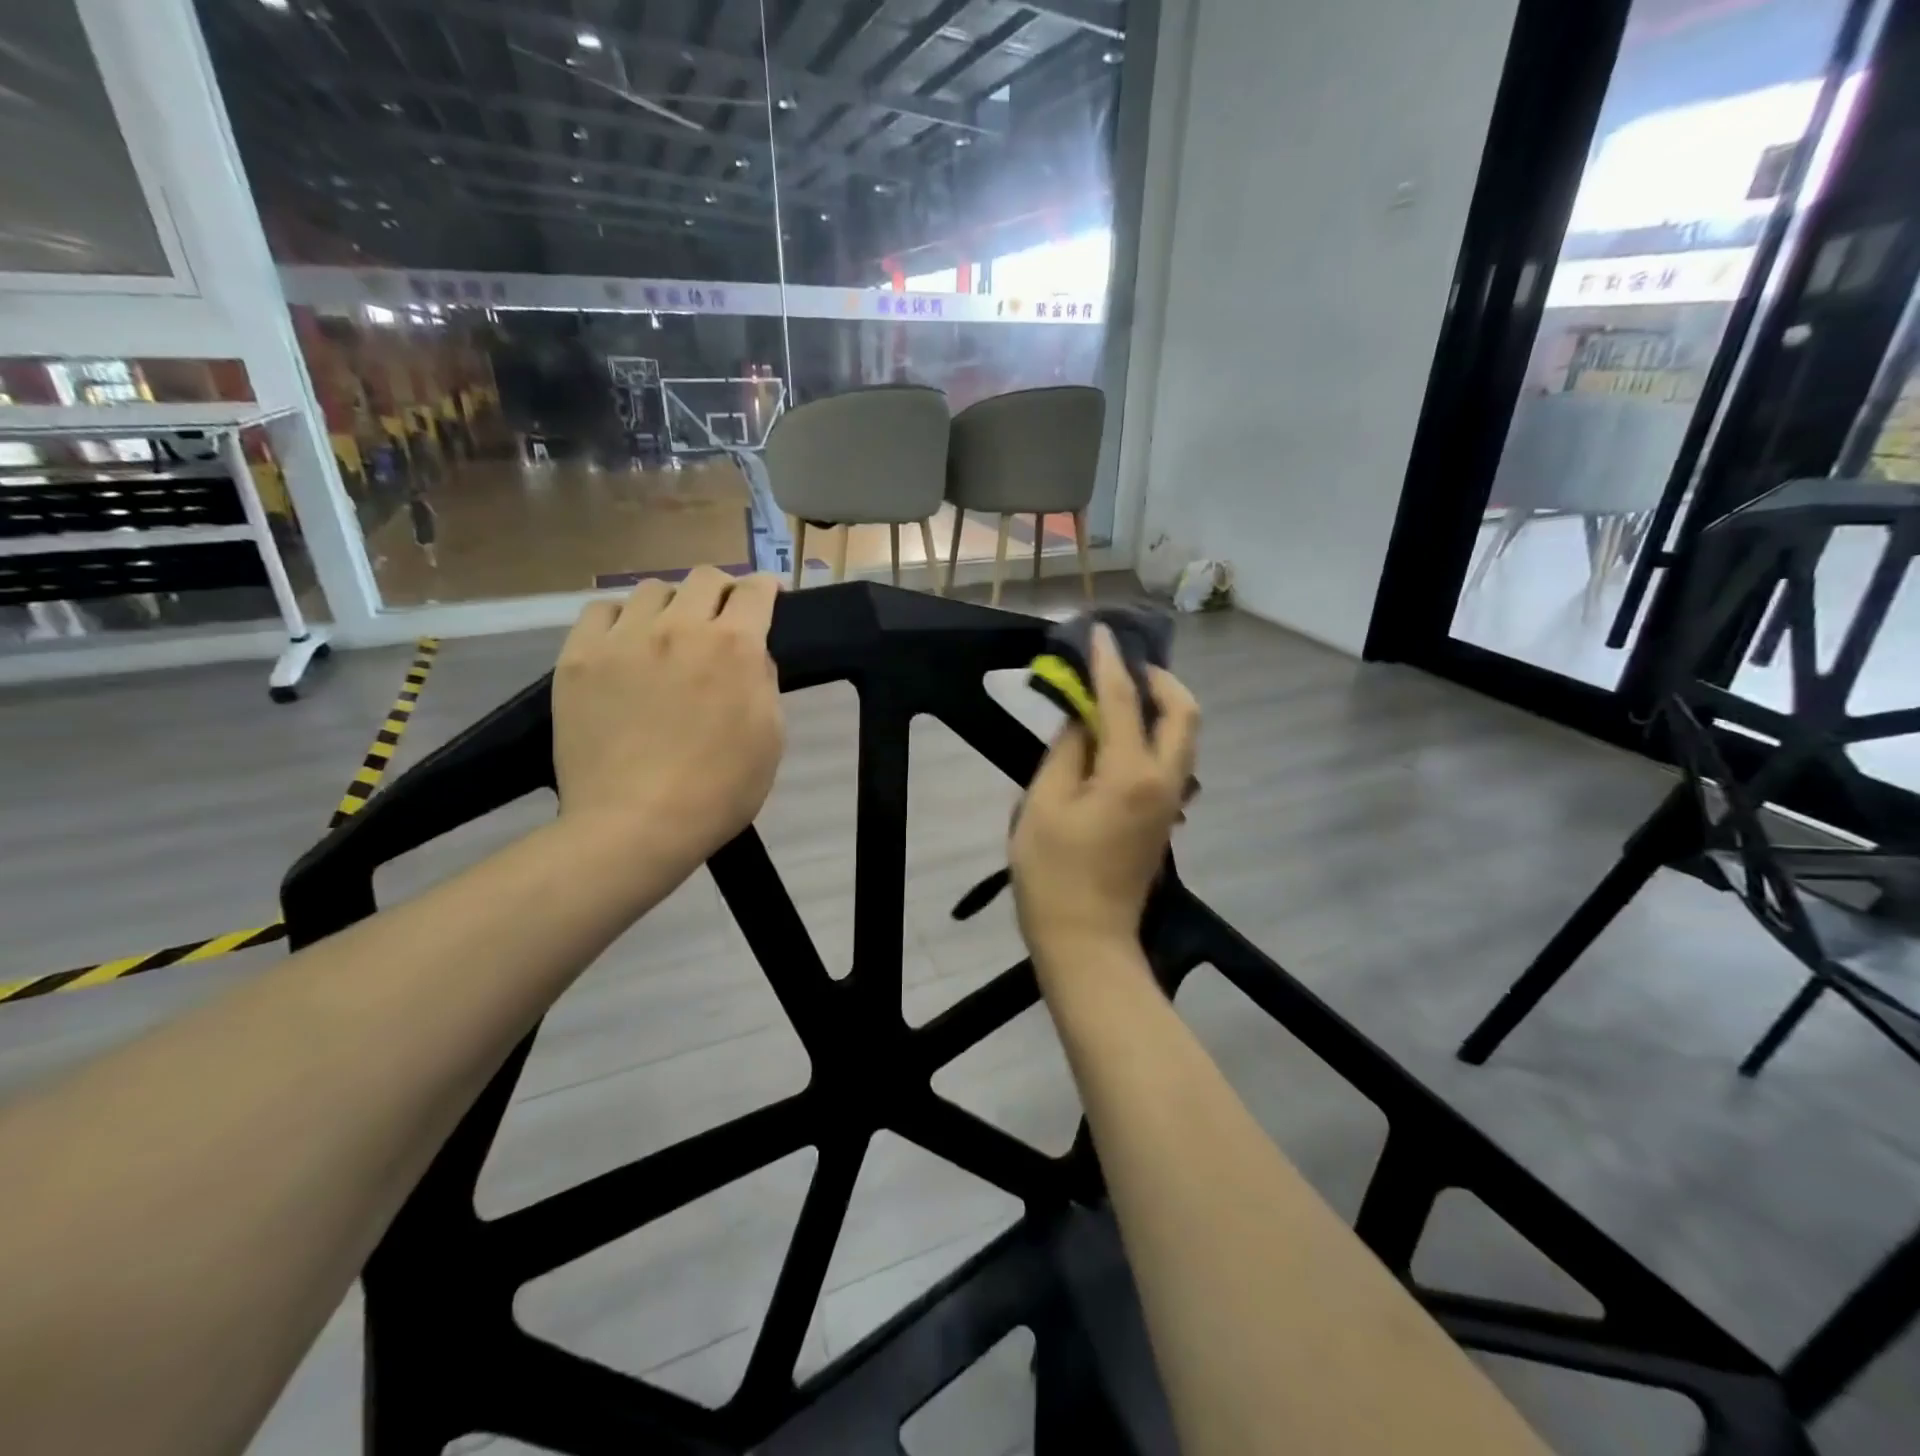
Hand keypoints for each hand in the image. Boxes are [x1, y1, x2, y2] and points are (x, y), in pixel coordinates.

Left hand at [554, 567, 784, 863]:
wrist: (637, 825)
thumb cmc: (719, 790)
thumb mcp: (771, 738)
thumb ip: (764, 682)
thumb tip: (751, 655)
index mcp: (734, 647)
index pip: (755, 591)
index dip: (765, 588)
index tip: (766, 597)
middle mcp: (680, 628)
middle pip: (705, 577)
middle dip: (722, 590)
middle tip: (721, 617)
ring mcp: (624, 639)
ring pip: (652, 589)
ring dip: (671, 604)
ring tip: (668, 634)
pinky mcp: (579, 657)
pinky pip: (601, 611)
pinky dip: (621, 619)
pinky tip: (625, 644)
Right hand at [1010, 626, 1198, 968]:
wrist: (1086, 940)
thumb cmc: (1052, 873)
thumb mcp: (1042, 803)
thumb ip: (1066, 750)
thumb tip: (1083, 718)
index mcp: (1130, 774)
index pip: (1124, 701)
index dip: (1109, 663)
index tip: (1100, 633)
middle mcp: (1163, 782)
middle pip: (1183, 714)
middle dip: (1161, 679)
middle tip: (1126, 666)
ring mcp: (1170, 802)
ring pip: (1182, 738)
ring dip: (1160, 706)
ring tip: (1120, 695)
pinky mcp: (1163, 819)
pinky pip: (1170, 760)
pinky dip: (1154, 734)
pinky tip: (1119, 736)